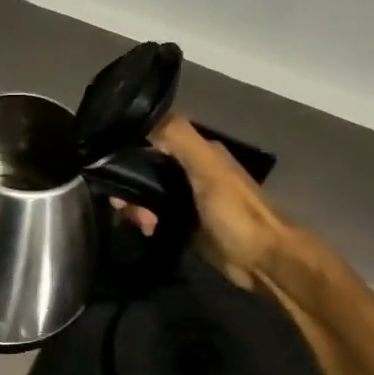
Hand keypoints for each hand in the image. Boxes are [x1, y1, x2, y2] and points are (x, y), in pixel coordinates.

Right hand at [113, 115, 306, 295]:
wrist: (262, 260)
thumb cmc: (236, 213)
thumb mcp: (206, 170)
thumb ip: (178, 139)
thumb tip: (142, 114)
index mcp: (200, 152)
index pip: (153, 141)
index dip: (129, 152)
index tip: (111, 171)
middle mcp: (192, 171)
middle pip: (146, 171)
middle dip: (130, 187)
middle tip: (125, 209)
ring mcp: (188, 199)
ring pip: (148, 194)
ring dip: (137, 207)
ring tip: (145, 225)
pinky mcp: (186, 223)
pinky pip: (155, 215)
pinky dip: (146, 220)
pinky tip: (148, 231)